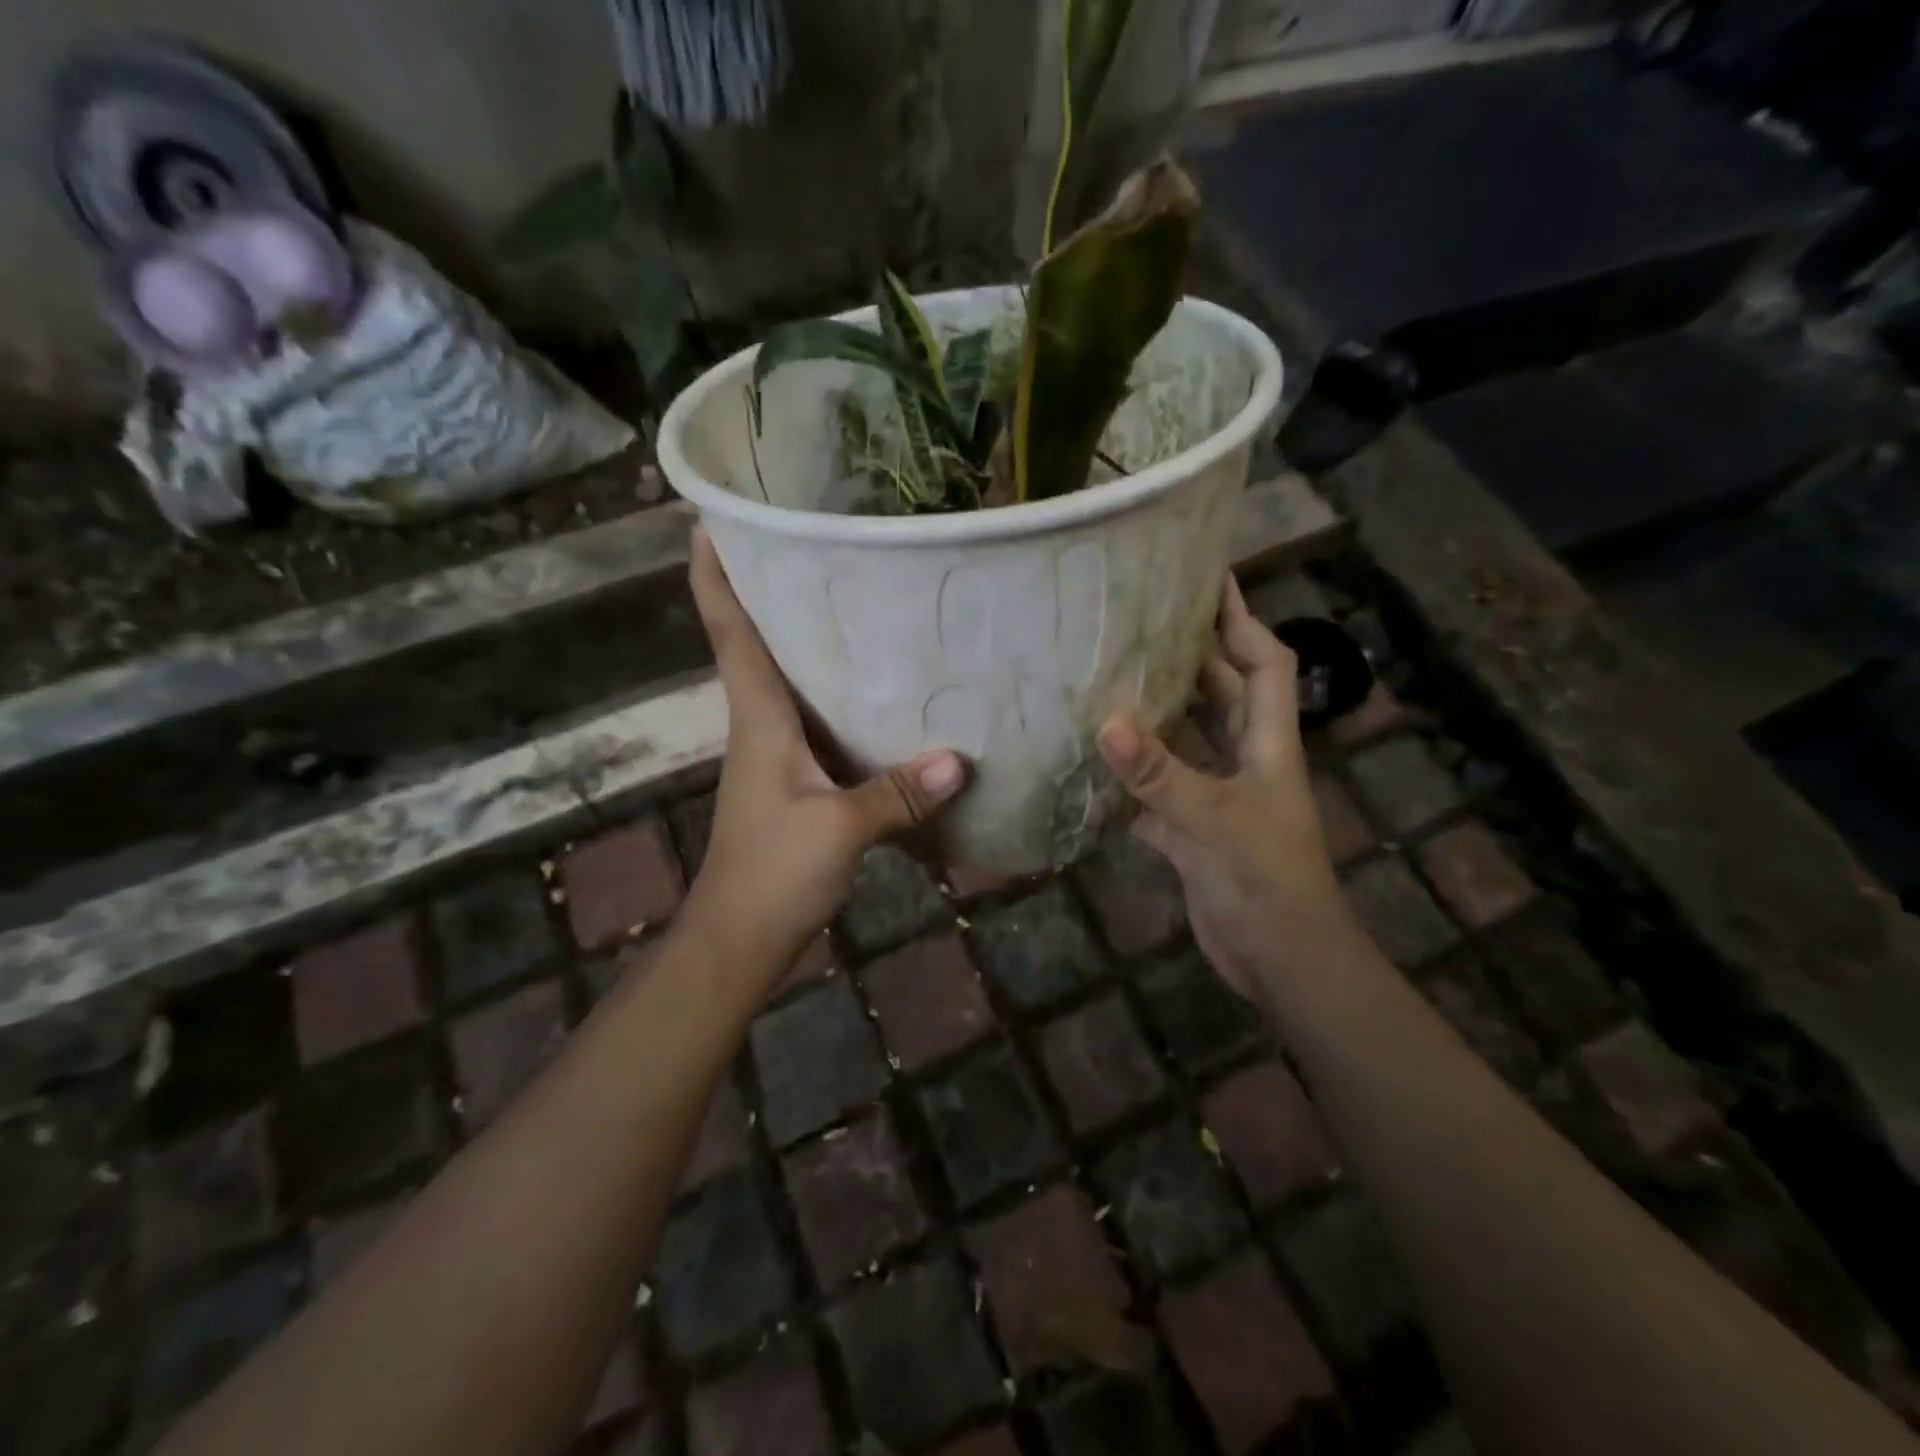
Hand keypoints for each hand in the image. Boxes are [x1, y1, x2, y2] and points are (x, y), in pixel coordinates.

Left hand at [681, 534, 967, 979]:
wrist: (739, 938)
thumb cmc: (773, 872)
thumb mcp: (840, 829)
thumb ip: (899, 793)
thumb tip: (962, 759)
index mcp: (759, 718)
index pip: (730, 631)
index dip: (715, 576)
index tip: (715, 522)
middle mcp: (762, 724)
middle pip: (760, 643)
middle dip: (775, 591)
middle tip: (818, 542)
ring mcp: (778, 754)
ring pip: (793, 681)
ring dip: (811, 642)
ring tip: (860, 600)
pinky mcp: (797, 781)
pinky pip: (820, 722)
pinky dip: (842, 698)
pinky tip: (885, 693)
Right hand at [1097, 577, 1358, 998]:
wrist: (1282, 963)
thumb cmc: (1267, 883)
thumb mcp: (1214, 822)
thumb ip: (1159, 774)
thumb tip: (1106, 720)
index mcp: (1266, 744)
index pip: (1263, 663)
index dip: (1241, 619)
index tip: (1208, 578)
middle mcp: (1243, 761)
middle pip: (1218, 694)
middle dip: (1188, 656)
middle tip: (1136, 622)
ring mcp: (1216, 797)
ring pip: (1183, 742)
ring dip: (1151, 715)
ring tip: (1102, 679)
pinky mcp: (1190, 832)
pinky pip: (1154, 792)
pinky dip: (1128, 779)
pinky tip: (1089, 763)